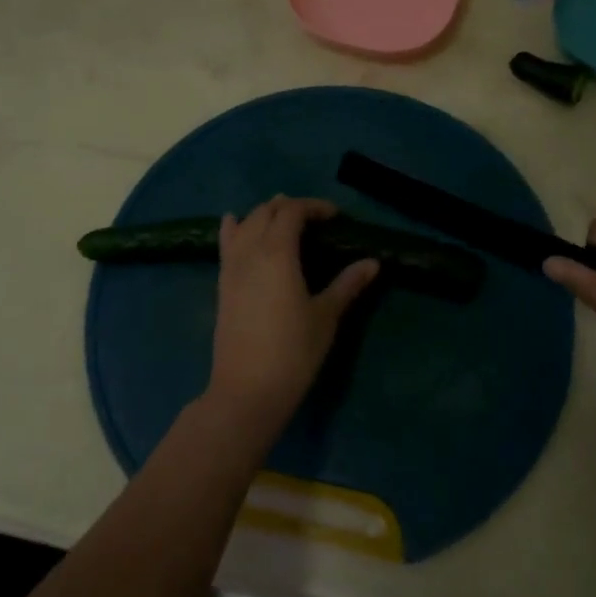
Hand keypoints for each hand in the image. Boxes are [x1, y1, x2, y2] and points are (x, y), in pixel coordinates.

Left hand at [207, 197, 378, 436]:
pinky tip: (234, 223)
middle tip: (314, 219)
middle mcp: (250, 251)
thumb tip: (373, 262)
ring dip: (264, 214)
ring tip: (282, 217)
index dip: (314, 207)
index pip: (292, 212)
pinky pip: (226, 244)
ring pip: (245, 224)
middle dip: (289, 207)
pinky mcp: (222, 285)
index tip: (335, 216)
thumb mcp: (326, 316)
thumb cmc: (293, 351)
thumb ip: (347, 284)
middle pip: (266, 212)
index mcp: (277, 251)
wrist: (247, 390)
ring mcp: (231, 267)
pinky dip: (235, 228)